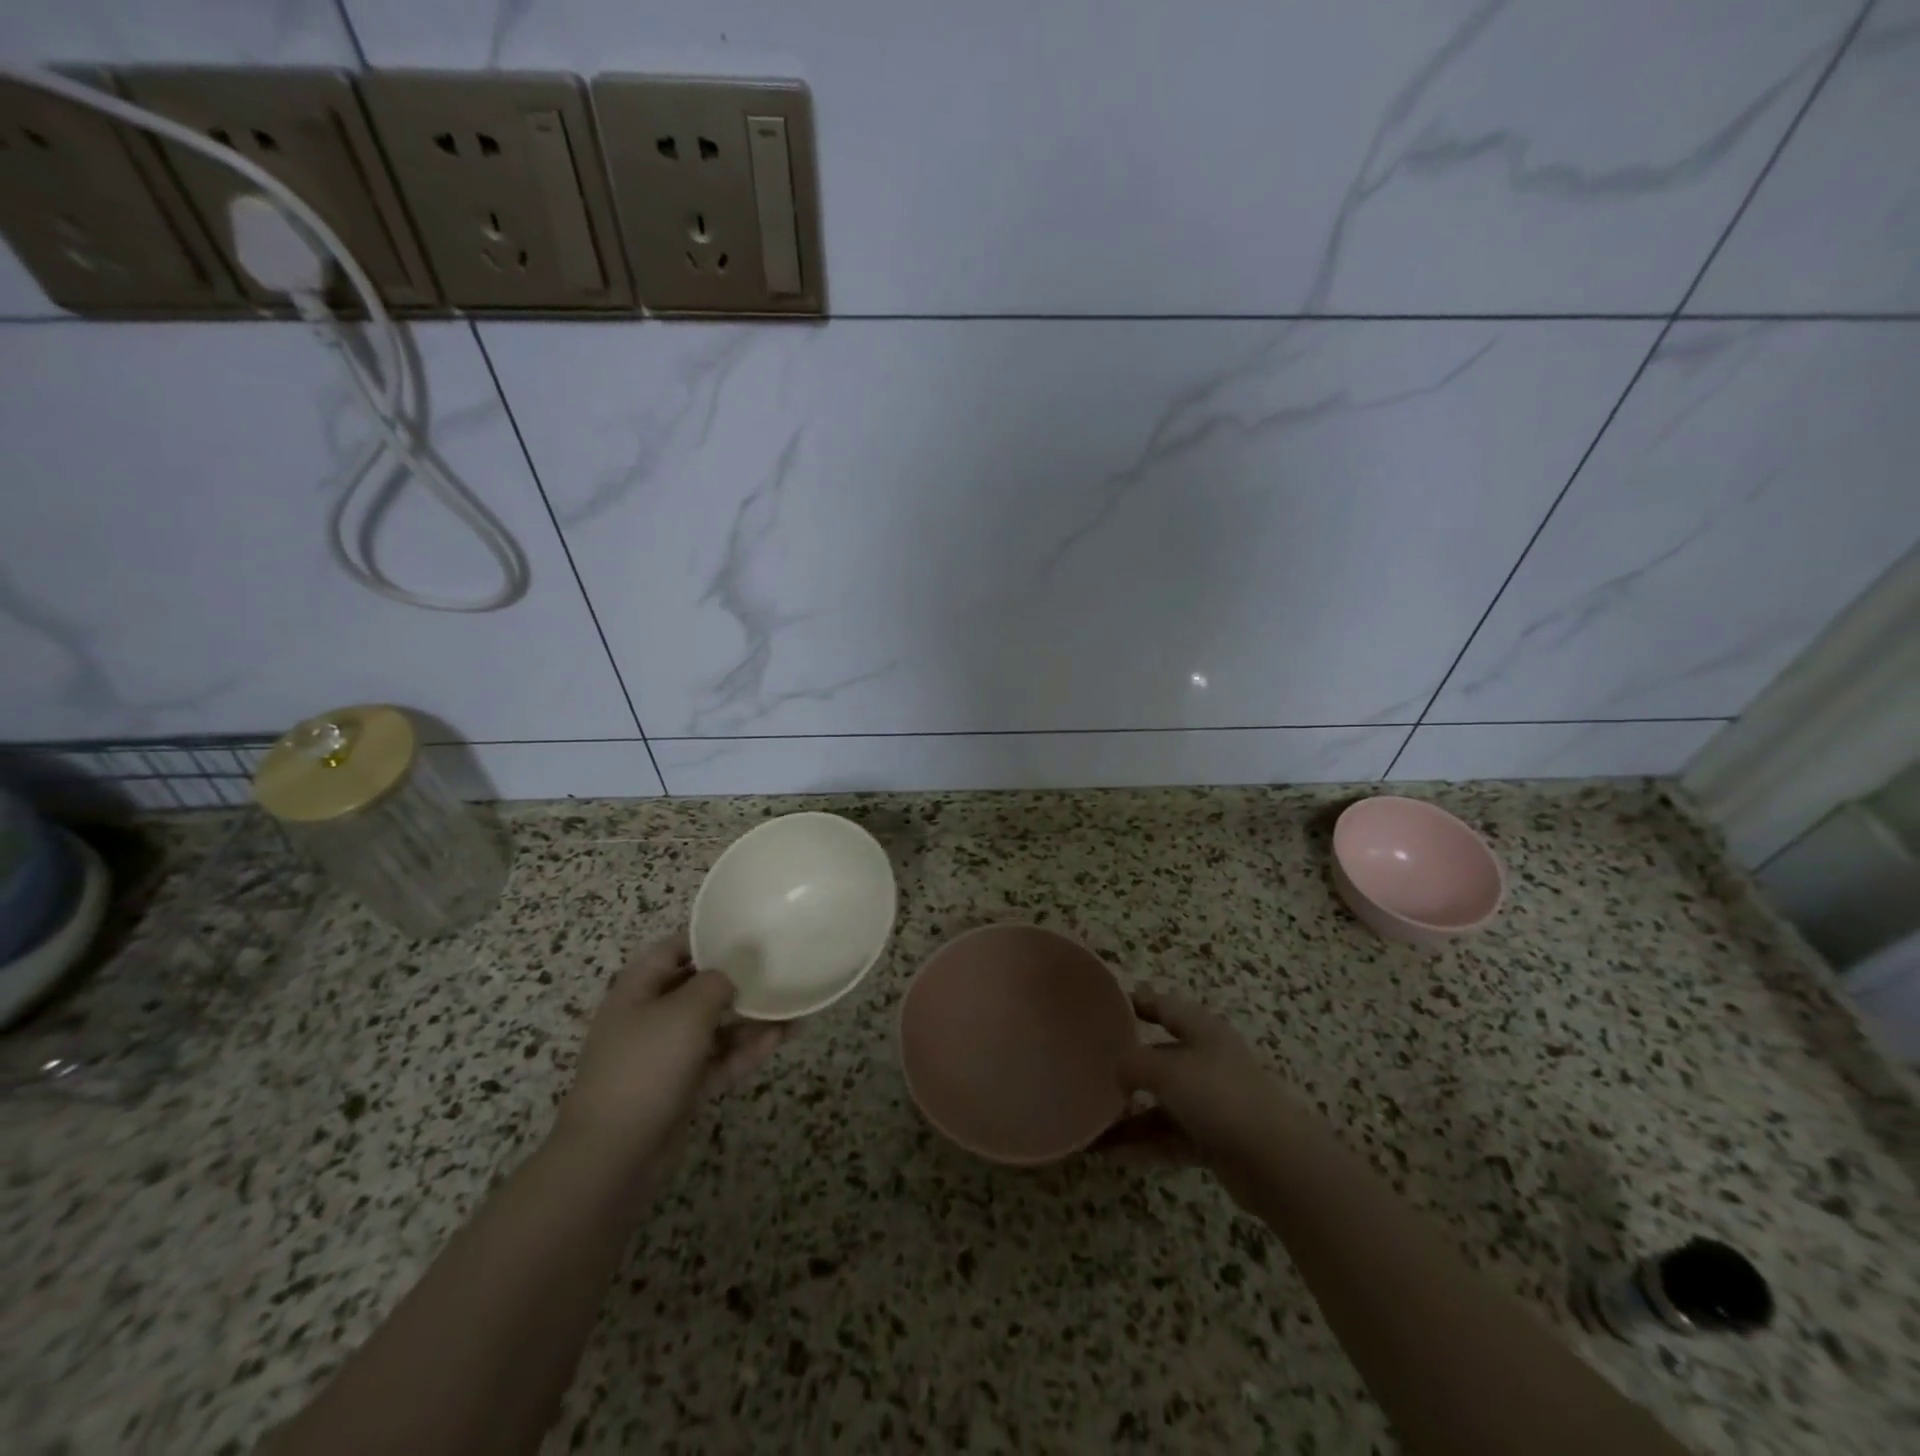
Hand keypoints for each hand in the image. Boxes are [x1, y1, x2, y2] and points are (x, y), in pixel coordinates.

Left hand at [552, 931, 784, 1186]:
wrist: (614, 1154)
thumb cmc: (647, 1064)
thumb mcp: (686, 1010)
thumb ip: (716, 982)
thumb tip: (732, 973)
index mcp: (640, 987)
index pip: (676, 948)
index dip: (710, 938)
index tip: (750, 933)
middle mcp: (650, 1015)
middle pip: (698, 988)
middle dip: (738, 981)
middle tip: (778, 971)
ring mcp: (665, 1054)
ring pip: (713, 1026)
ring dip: (749, 1018)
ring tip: (792, 1009)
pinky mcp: (680, 1086)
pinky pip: (718, 1059)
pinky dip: (745, 1050)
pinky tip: (779, 1039)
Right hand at [1099, 987, 1314, 1210]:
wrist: (1275, 1163)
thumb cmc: (1219, 1097)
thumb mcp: (1166, 1071)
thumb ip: (1133, 1063)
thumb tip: (1117, 1070)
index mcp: (1203, 1031)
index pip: (1166, 1007)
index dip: (1140, 1002)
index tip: (1109, 1004)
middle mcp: (1209, 1061)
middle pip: (1162, 1057)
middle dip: (1129, 1066)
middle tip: (1092, 1069)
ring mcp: (1214, 1103)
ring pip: (1163, 1103)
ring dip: (1131, 1115)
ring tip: (1093, 1124)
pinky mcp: (1216, 1140)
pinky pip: (1171, 1136)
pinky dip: (1145, 1143)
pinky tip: (1113, 1153)